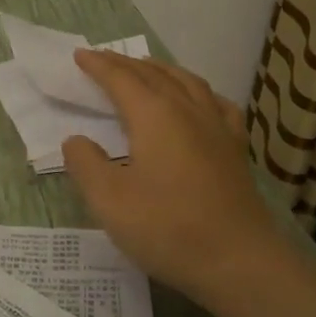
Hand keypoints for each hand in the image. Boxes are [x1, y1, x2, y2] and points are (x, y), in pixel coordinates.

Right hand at [62, 52, 286, 307]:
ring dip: (161, 70)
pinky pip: (216, 103)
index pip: (121, 79)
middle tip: (103, 59)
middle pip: (153, 74)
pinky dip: (198, 91)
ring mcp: (216, 127)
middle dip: (125, 64)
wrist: (239, 261)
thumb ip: (86, 164)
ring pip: (186, 82)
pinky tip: (198, 100)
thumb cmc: (168, 228)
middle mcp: (187, 110)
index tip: (79, 55)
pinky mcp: (235, 148)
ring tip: (146, 68)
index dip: (98, 65)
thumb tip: (76, 140)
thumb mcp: (109, 201)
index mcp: (154, 115)